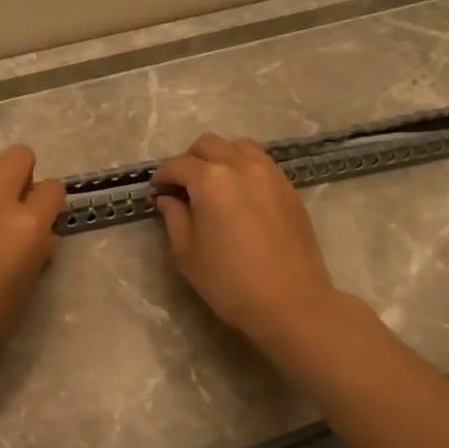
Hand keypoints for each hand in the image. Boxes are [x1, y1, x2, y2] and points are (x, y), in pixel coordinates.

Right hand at [152, 134, 342, 353]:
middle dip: (189, 160)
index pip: (179, 165)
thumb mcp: (187, 253)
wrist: (291, 302)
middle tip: (182, 185)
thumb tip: (169, 198)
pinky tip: (238, 193)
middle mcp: (241, 166)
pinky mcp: (288, 187)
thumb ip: (174, 217)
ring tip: (212, 184)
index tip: (157, 190)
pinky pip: (260, 162)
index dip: (163, 176)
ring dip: (219, 157)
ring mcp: (270, 173)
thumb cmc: (230, 282)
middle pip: (209, 145)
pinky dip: (243, 166)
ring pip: (238, 146)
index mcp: (211, 180)